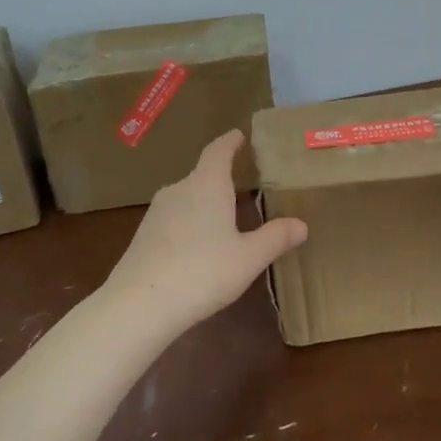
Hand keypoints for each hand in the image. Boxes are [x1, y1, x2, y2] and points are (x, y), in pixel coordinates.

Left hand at [103, 131, 307, 332]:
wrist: (139, 304)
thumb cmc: (202, 272)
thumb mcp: (248, 258)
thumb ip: (275, 238)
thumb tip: (301, 224)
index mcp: (207, 184)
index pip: (218, 150)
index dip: (231, 141)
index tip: (240, 136)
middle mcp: (179, 189)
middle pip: (202, 174)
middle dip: (222, 178)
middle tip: (243, 185)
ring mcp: (156, 212)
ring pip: (187, 198)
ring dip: (205, 203)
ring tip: (224, 219)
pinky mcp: (143, 236)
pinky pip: (173, 219)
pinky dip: (189, 224)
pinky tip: (198, 249)